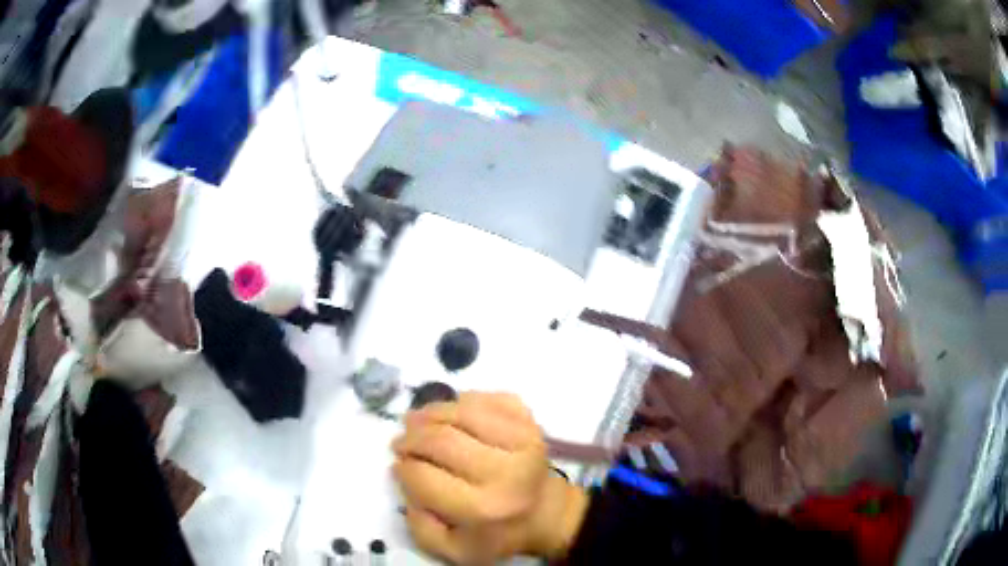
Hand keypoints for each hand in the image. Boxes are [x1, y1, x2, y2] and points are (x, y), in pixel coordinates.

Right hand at [392, 392, 588, 564]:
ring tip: (416, 422)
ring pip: (462, 410)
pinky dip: (462, 400)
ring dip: (430, 413)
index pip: (425, 477)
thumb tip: (405, 483)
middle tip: (401, 442)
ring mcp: (523, 439)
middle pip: (441, 439)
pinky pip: (487, 398)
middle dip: (411, 438)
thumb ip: (420, 527)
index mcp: (484, 508)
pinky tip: (453, 415)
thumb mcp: (455, 550)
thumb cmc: (496, 533)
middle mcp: (506, 470)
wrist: (545, 512)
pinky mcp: (530, 421)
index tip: (399, 466)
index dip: (403, 469)